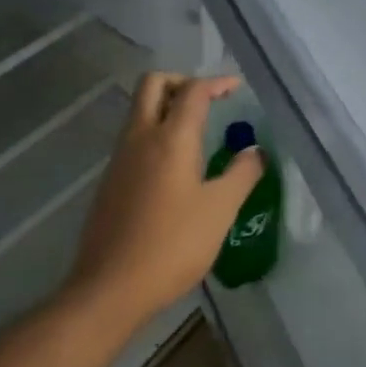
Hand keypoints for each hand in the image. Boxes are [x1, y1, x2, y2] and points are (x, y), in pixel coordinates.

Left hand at [66, 73, 264, 327]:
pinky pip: (133, 138)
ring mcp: (119, 158)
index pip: (193, 91)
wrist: (111, 285)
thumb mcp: (220, 210)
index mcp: (171, 138)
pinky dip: (154, 132)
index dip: (217, 83)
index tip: (236, 88)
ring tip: (197, 131)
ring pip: (139, 110)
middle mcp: (140, 137)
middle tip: (208, 101)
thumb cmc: (173, 244)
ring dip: (166, 106)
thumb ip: (242, 174)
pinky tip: (175, 165)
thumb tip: (255, 151)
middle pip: (153, 84)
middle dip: (182, 81)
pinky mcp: (110, 180)